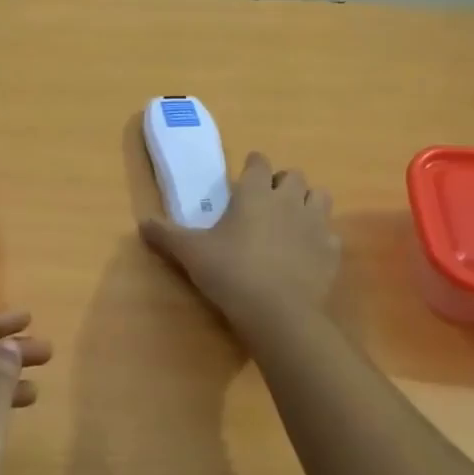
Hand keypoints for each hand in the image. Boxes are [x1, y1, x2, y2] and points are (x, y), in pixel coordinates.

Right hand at [141, 152, 341, 325]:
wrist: (278, 312)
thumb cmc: (231, 272)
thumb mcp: (191, 253)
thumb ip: (166, 235)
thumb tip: (141, 223)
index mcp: (255, 193)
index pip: (259, 162)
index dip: (252, 166)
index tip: (244, 178)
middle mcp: (289, 200)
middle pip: (293, 175)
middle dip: (282, 183)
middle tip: (266, 202)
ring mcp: (315, 224)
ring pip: (320, 196)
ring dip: (307, 202)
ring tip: (291, 221)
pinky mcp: (331, 250)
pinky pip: (330, 234)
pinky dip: (320, 239)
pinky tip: (306, 254)